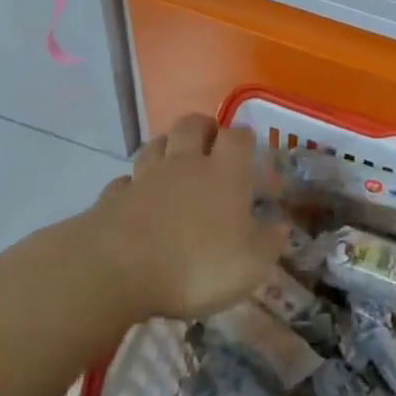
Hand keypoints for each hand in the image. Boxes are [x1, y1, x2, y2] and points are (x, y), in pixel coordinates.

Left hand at [91, 116, 287, 320]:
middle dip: (204, 127)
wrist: (117, 270)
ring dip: (167, 147)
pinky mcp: (113, 197)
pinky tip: (137, 197)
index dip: (245, 138)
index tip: (250, 148)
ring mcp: (145, 177)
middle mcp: (185, 164)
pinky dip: (133, 185)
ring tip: (174, 162)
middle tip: (211, 142)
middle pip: (192, 125)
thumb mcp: (249, 265)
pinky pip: (126, 180)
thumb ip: (269, 243)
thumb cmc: (196, 265)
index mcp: (224, 173)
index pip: (238, 137)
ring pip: (156, 145)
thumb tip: (282, 226)